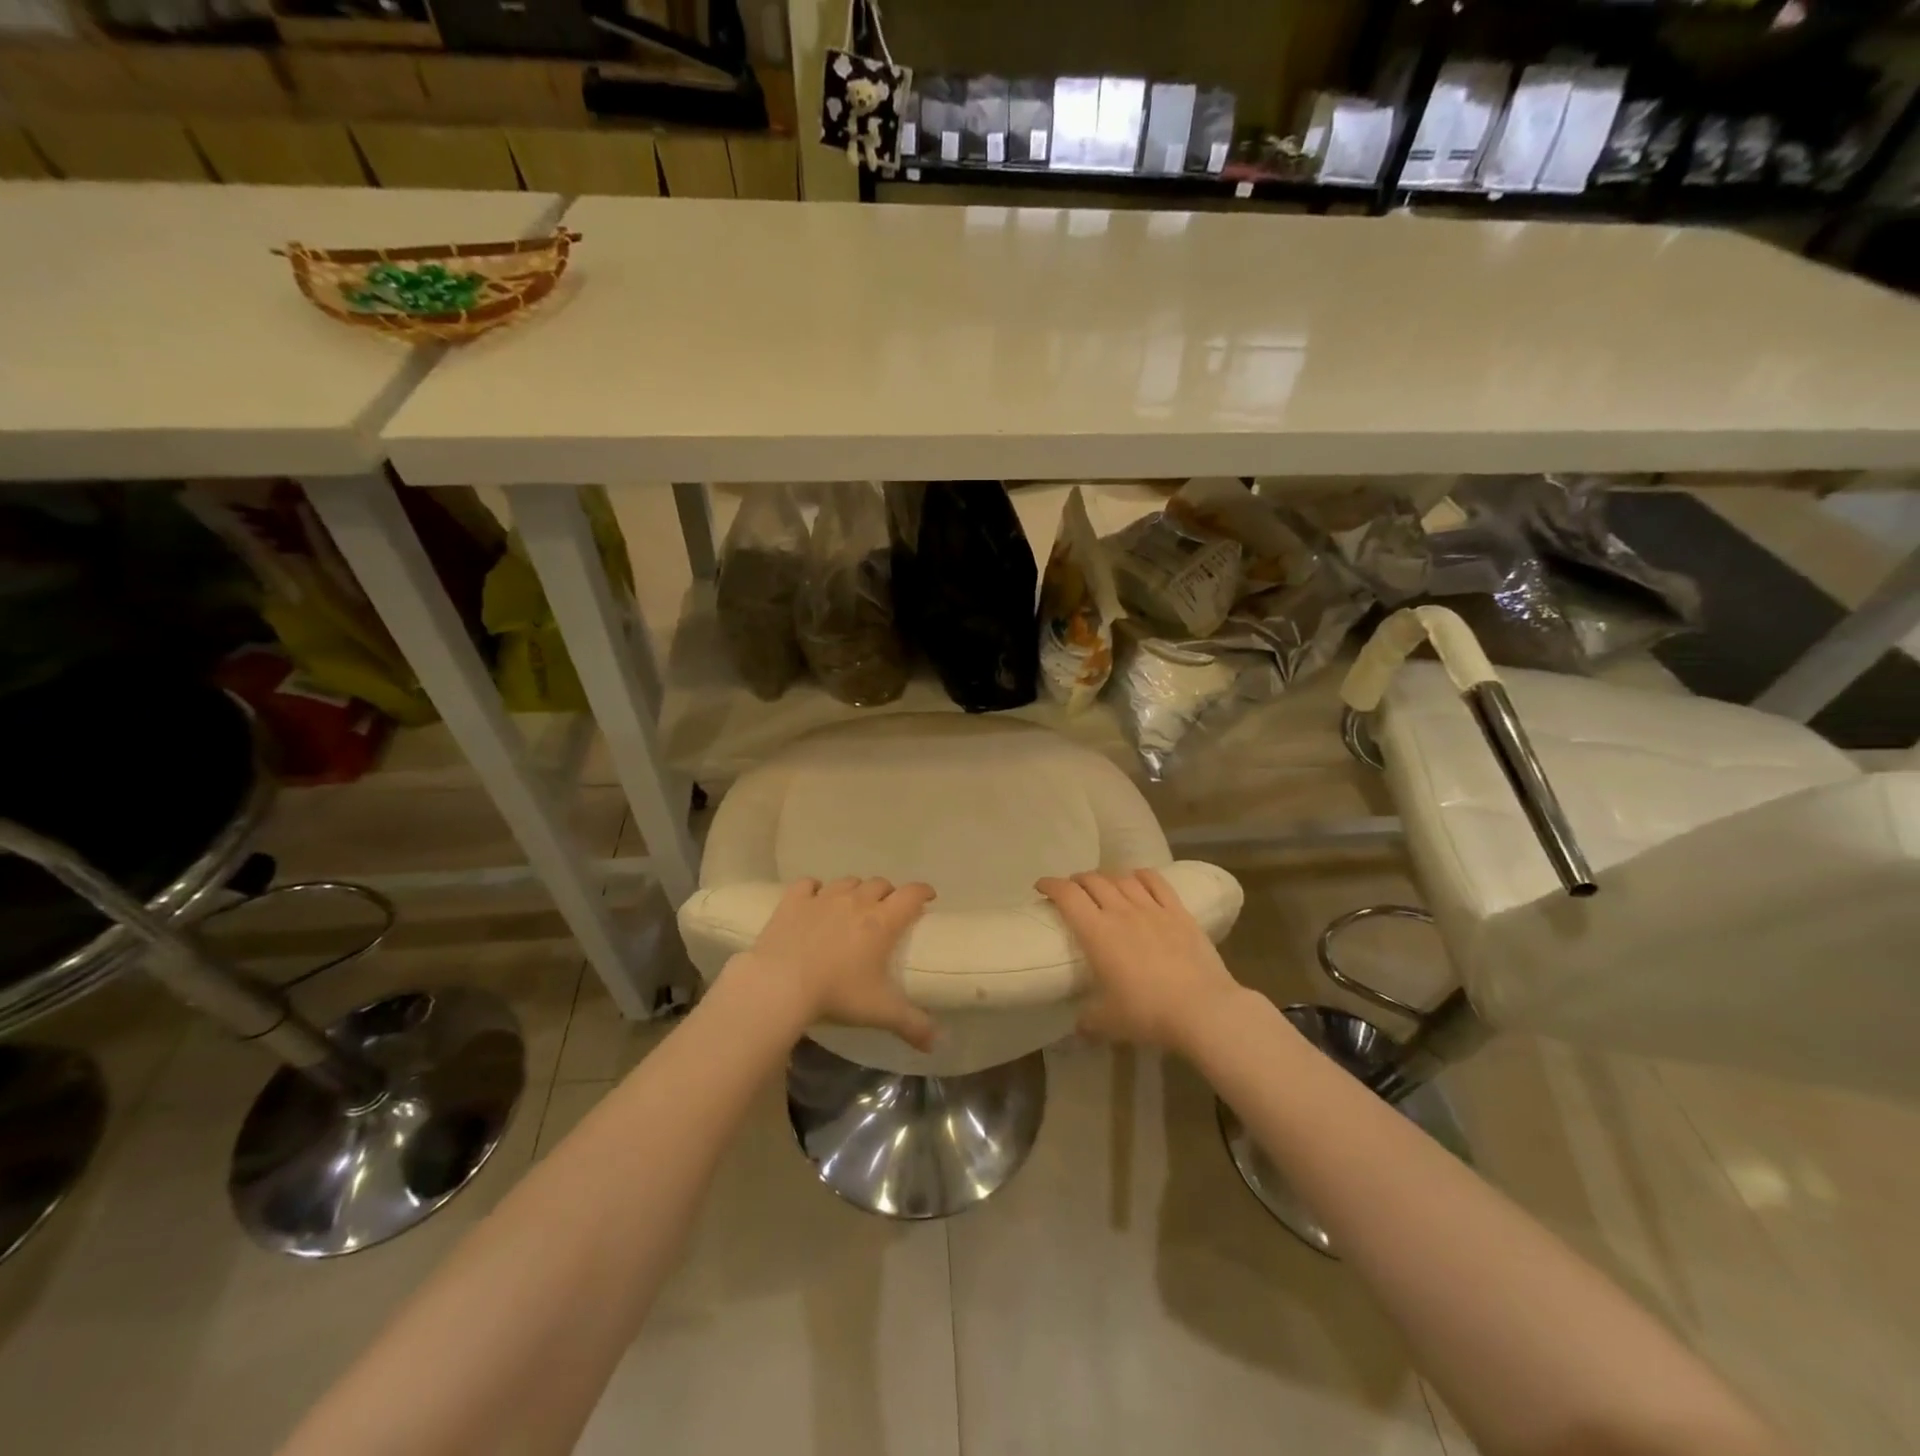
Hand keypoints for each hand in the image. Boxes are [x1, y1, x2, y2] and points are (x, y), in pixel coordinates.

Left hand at [725, 877, 936, 1050]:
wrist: (780, 986)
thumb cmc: (837, 994)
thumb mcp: (880, 1013)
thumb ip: (913, 1025)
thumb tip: (937, 1043)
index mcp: (882, 921)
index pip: (911, 894)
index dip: (923, 891)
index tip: (928, 896)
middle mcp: (856, 901)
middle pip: (880, 884)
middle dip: (888, 894)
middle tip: (887, 911)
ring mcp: (823, 898)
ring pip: (848, 881)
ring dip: (856, 890)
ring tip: (853, 906)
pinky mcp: (794, 901)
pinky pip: (808, 884)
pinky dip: (815, 889)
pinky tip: (814, 899)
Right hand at [1037, 869, 1242, 1051]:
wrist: (1202, 1009)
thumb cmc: (1147, 1013)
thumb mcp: (1108, 1023)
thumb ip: (1088, 1021)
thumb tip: (1078, 1028)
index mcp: (1096, 932)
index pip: (1067, 895)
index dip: (1050, 885)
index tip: (1041, 887)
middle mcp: (1121, 911)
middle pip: (1093, 881)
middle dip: (1077, 881)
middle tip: (1071, 890)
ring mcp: (1152, 908)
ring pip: (1122, 878)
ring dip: (1106, 877)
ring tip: (1102, 885)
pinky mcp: (1179, 912)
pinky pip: (1156, 882)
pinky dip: (1141, 875)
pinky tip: (1137, 878)